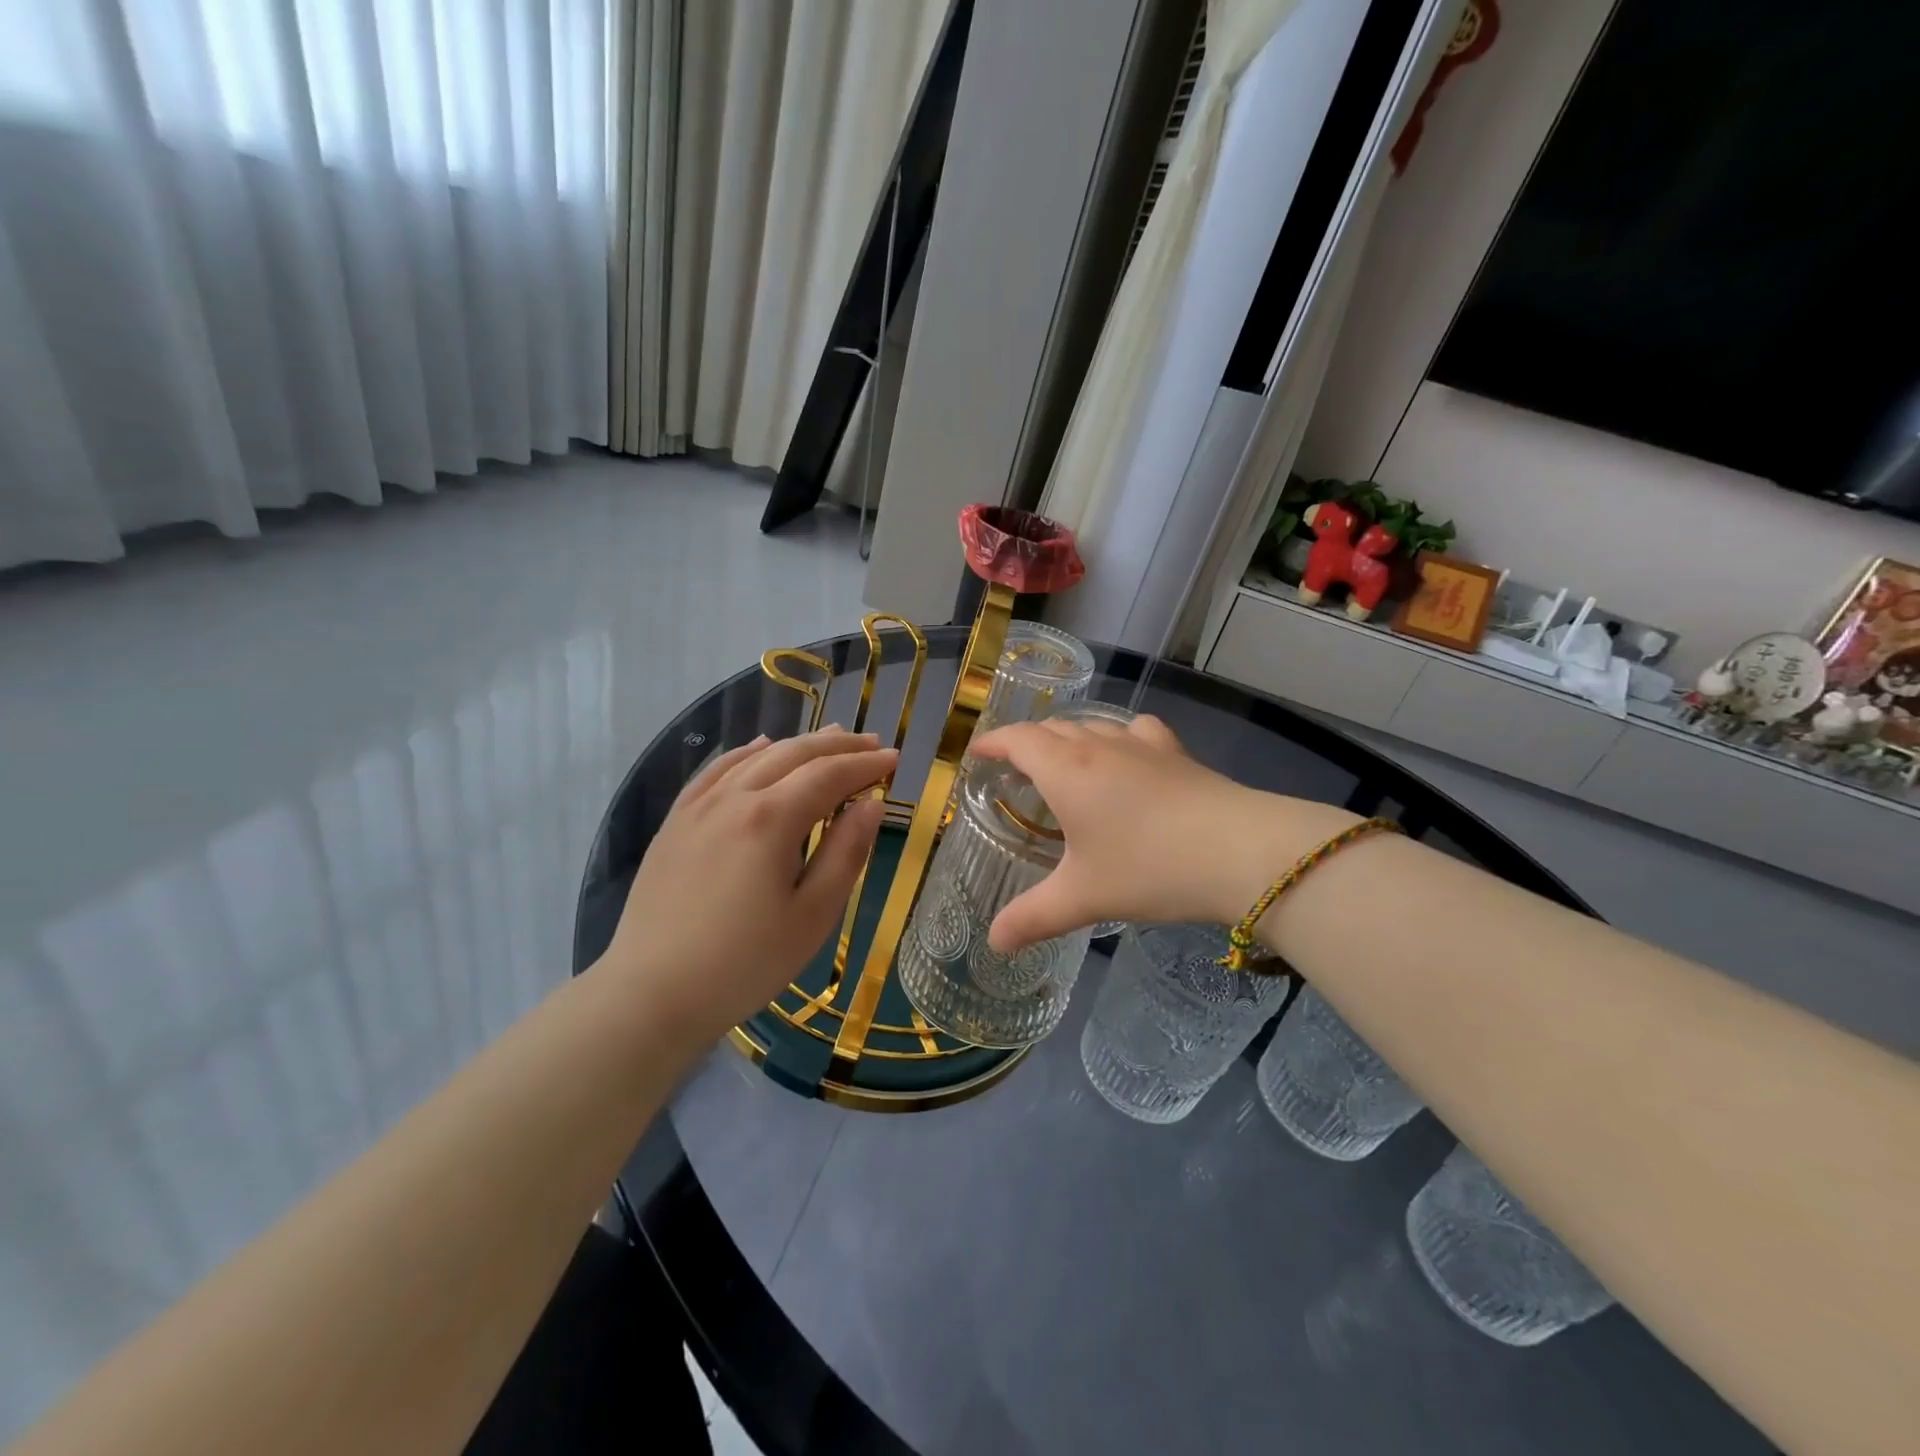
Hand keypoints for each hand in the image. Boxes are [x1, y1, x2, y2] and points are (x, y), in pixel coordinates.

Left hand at [597, 728, 896, 1044]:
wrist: (651, 994)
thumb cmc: (744, 963)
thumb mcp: (813, 916)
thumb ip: (845, 853)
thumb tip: (870, 804)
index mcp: (771, 819)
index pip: (829, 775)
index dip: (865, 764)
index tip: (894, 758)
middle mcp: (734, 798)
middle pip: (794, 754)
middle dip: (838, 745)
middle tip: (872, 743)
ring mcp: (698, 806)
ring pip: (756, 755)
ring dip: (798, 744)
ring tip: (830, 738)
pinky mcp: (675, 822)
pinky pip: (716, 770)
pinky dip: (747, 752)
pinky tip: (760, 747)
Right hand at [969, 714, 1356, 948]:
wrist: (1239, 851)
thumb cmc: (1147, 868)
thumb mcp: (1082, 897)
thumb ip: (1032, 918)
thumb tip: (994, 944)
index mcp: (1065, 771)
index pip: (1018, 739)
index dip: (994, 742)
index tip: (978, 753)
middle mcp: (1098, 746)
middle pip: (1052, 728)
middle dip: (1028, 743)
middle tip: (1016, 770)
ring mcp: (1141, 745)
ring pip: (1093, 726)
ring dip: (1070, 739)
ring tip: (1065, 766)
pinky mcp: (1175, 753)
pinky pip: (1136, 731)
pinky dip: (1119, 738)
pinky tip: (1127, 758)